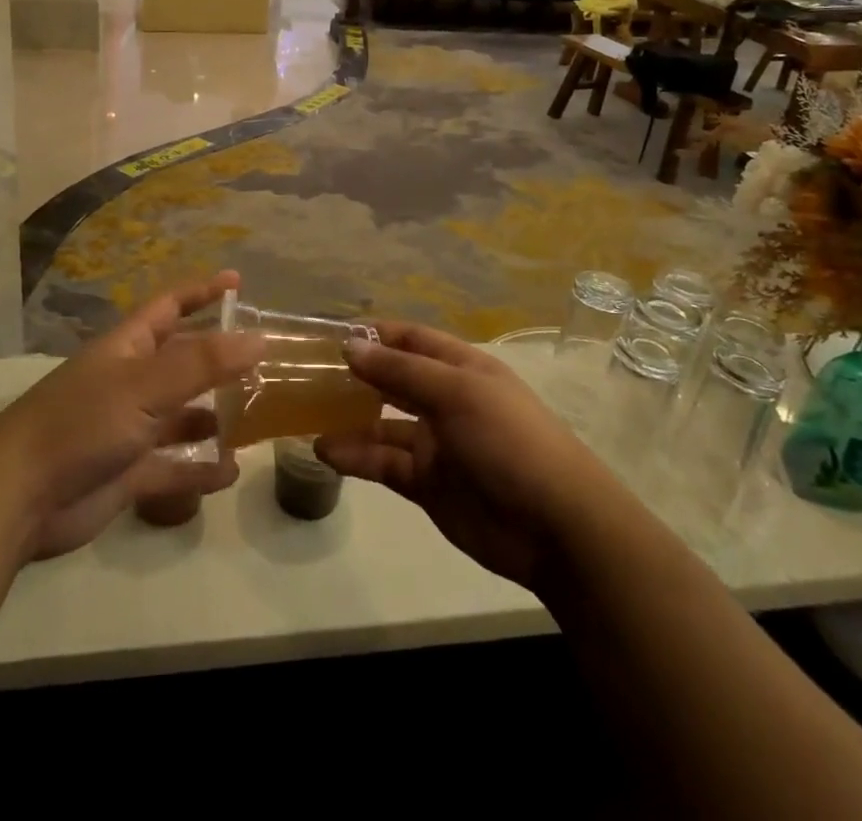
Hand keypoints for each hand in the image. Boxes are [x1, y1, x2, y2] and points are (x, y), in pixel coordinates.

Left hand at [0, 274, 263, 561]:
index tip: (238, 282)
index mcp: (129, 347)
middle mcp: (132, 382)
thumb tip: (259, 338)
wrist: (19, 497)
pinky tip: (229, 471)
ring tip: (256, 418)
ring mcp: (129, 428)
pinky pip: (173, 466)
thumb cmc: (82, 423)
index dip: (202, 291)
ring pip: (182, 415)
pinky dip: (199, 469)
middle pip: (182, 361)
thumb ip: (203, 363)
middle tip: (264, 361)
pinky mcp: (128, 473)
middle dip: (219, 359)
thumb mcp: (145, 385)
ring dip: (214, 415)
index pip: (171, 306)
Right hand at [316, 323, 597, 590]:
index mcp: (460, 368)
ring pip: (382, 423)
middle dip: (355, 374)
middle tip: (306, 373)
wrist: (556, 527)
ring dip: (348, 418)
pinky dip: (356, 456)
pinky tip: (325, 452)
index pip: (410, 339)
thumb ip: (400, 371)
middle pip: (393, 379)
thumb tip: (350, 346)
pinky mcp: (427, 483)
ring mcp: (435, 443)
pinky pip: (384, 463)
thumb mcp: (456, 393)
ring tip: (305, 415)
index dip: (374, 333)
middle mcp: (445, 400)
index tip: (329, 333)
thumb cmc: (509, 440)